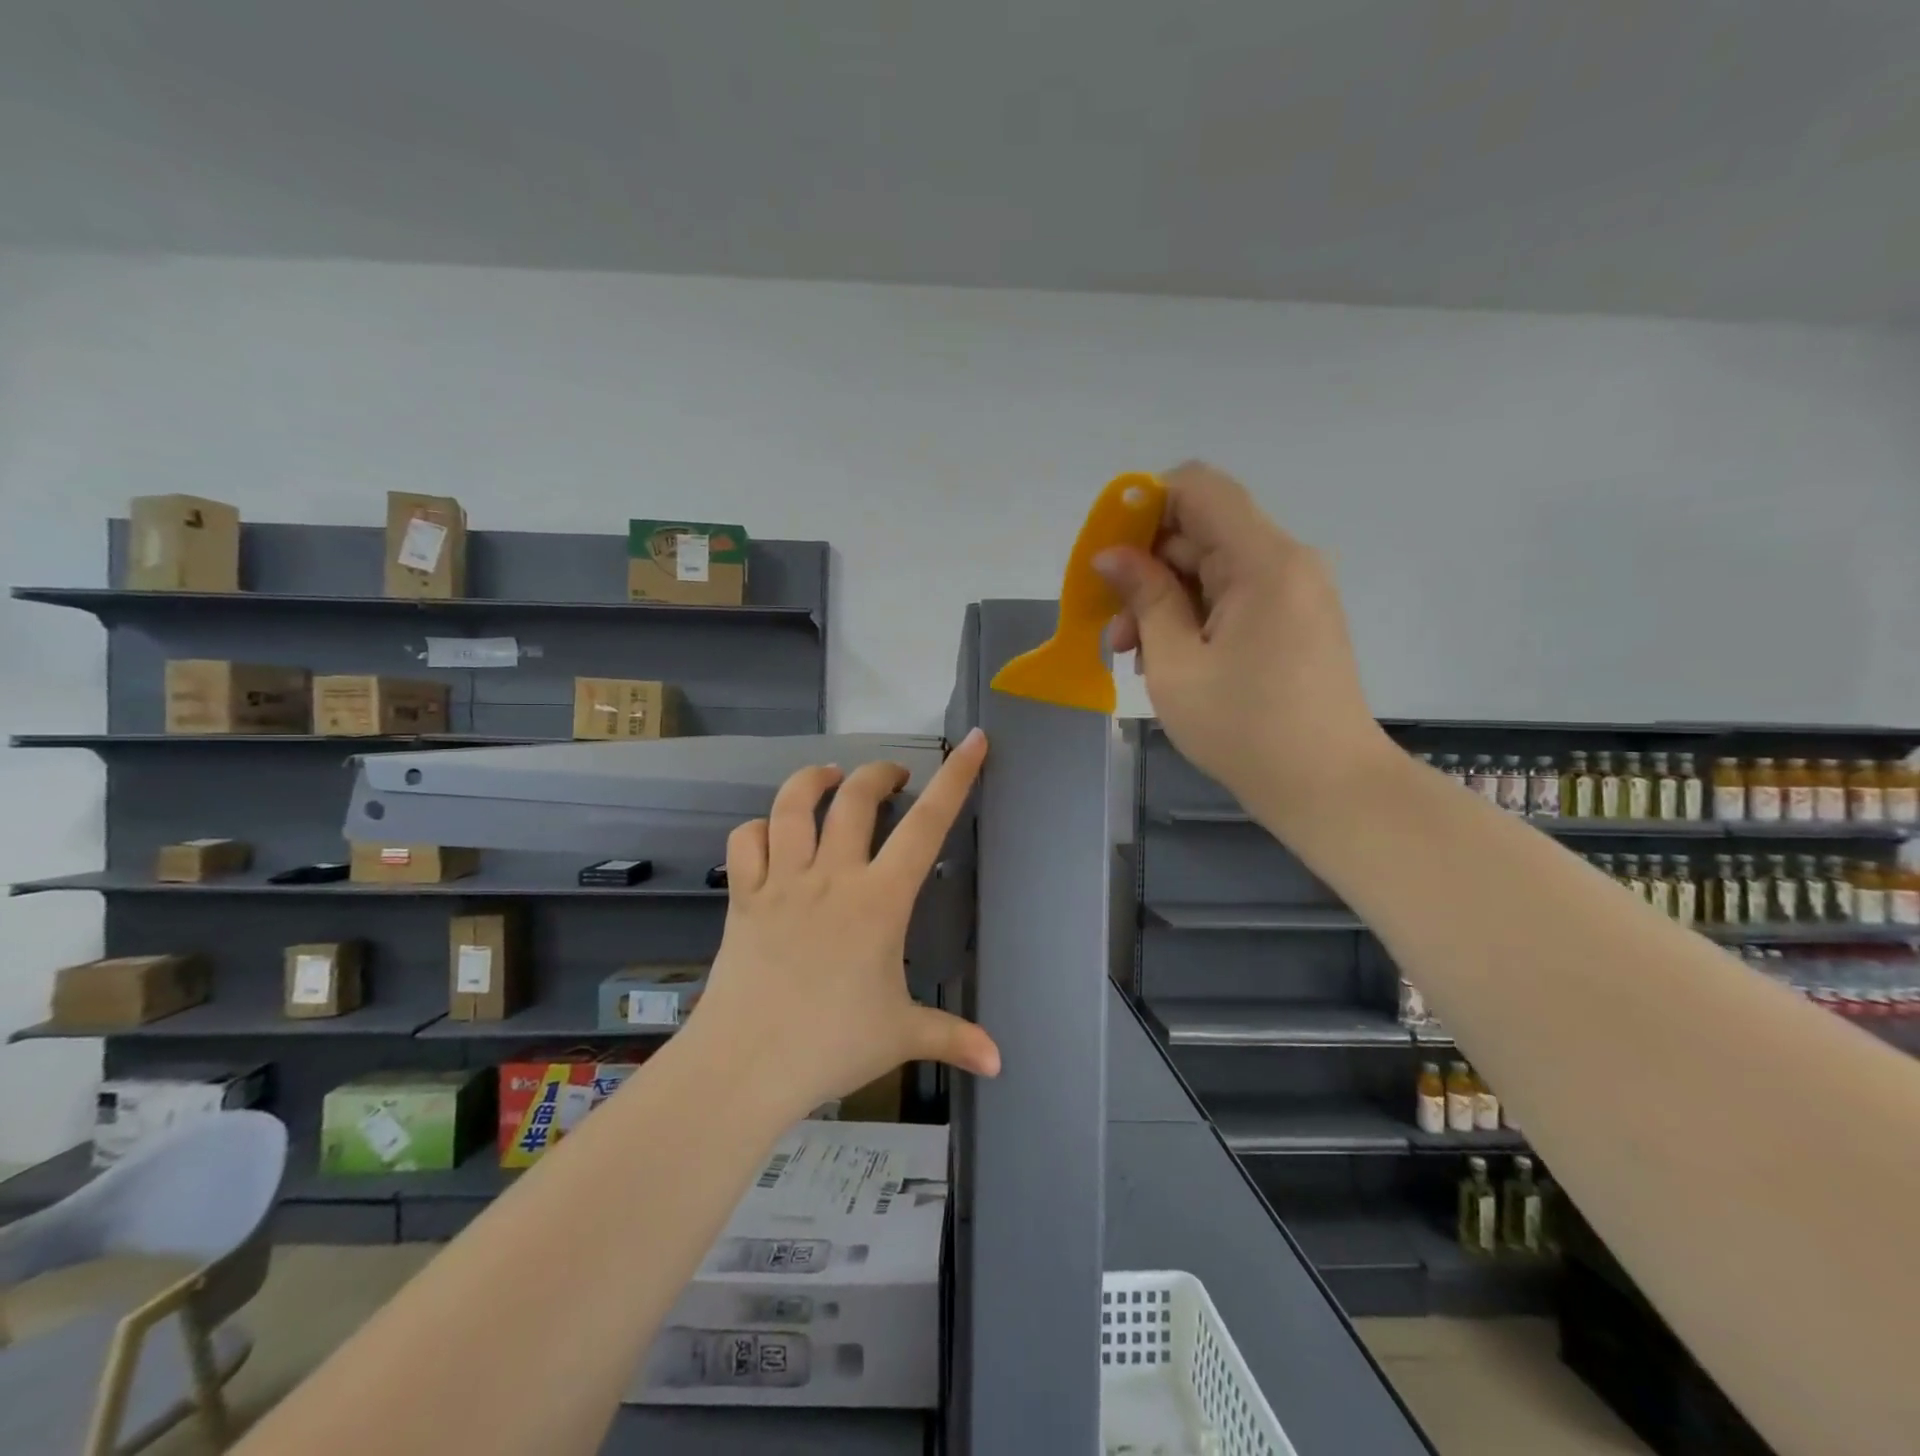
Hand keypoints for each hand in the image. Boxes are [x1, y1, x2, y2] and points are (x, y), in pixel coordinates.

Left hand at [684, 729, 999, 1122]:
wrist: (745, 1066)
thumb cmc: (831, 1045)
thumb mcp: (902, 1036)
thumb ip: (953, 1038)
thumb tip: (999, 1062)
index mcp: (879, 900)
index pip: (926, 825)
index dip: (955, 779)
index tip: (972, 741)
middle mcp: (831, 876)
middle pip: (855, 799)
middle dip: (879, 773)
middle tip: (894, 776)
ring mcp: (781, 882)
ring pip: (792, 806)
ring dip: (813, 780)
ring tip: (830, 776)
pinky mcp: (742, 897)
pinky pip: (745, 842)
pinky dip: (758, 828)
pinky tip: (771, 831)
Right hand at [1099, 461, 1391, 822]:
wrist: (1328, 787)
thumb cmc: (1244, 728)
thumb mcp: (1176, 664)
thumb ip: (1144, 598)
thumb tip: (1110, 555)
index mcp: (1262, 560)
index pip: (1198, 487)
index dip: (1144, 505)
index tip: (1109, 554)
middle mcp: (1285, 561)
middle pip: (1201, 529)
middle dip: (1146, 567)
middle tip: (1112, 626)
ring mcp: (1293, 590)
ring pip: (1211, 567)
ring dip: (1164, 599)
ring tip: (1134, 654)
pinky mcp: (1293, 619)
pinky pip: (1232, 595)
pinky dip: (1193, 616)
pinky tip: (1169, 660)